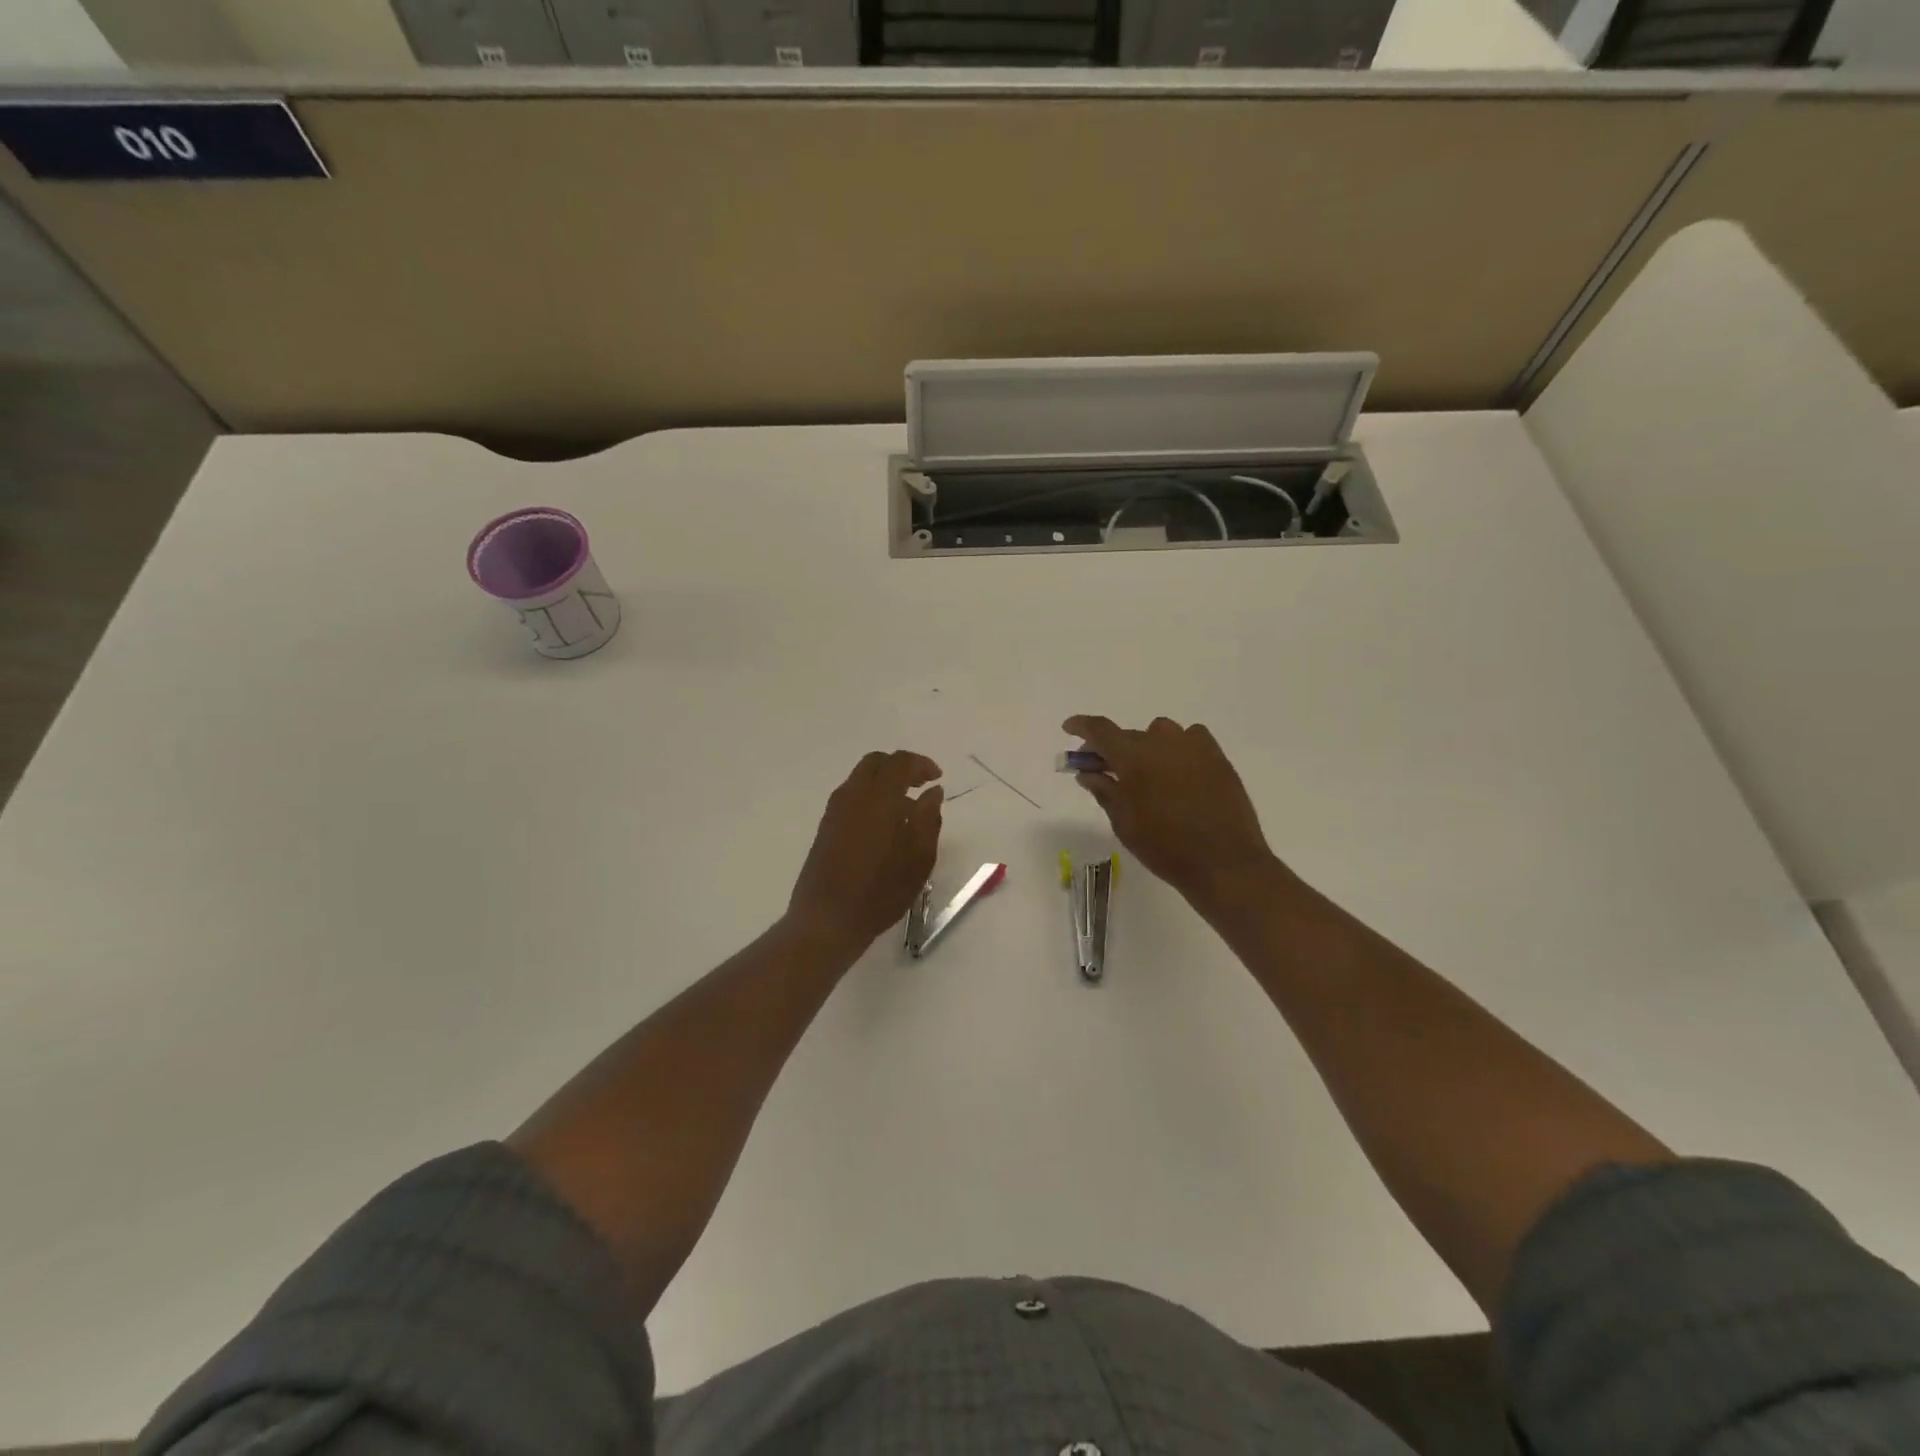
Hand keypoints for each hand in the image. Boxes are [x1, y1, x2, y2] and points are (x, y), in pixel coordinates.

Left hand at [787, 751, 944, 951]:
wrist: (827, 919)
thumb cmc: (881, 889)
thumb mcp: (919, 857)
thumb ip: (928, 818)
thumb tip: (932, 792)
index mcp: (878, 797)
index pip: (900, 762)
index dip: (921, 764)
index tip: (937, 778)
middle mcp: (853, 795)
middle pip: (876, 763)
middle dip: (900, 767)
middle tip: (920, 786)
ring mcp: (835, 810)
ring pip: (860, 779)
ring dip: (884, 783)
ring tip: (905, 810)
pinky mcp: (825, 827)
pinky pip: (851, 797)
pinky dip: (870, 797)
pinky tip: (883, 826)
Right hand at [1063, 715, 1289, 913]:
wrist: (1223, 862)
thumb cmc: (1164, 846)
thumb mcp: (1123, 821)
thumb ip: (1104, 790)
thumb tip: (1087, 772)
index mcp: (1133, 756)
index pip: (1099, 730)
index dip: (1081, 726)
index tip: (1069, 728)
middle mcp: (1162, 741)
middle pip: (1128, 734)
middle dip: (1112, 748)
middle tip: (1104, 769)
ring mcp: (1193, 746)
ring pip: (1160, 733)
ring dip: (1147, 747)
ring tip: (1146, 773)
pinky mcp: (1217, 757)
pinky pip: (1191, 739)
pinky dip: (1177, 748)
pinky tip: (1178, 770)